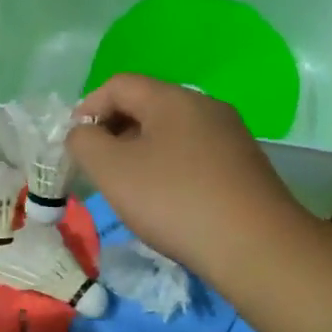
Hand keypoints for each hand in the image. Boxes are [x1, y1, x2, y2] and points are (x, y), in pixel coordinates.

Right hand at [67, 74, 308, 282]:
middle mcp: (206, 106)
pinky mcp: (244, 166)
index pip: (119, 84)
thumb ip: (84, 142)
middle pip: (147, 105)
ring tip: (129, 187)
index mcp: (173, 98)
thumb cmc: (174, 200)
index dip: (88, 108)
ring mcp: (230, 136)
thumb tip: (83, 132)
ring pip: (171, 132)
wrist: (256, 247)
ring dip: (141, 151)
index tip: (75, 144)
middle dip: (114, 130)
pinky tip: (167, 201)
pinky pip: (194, 154)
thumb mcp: (112, 170)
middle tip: (97, 167)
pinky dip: (169, 168)